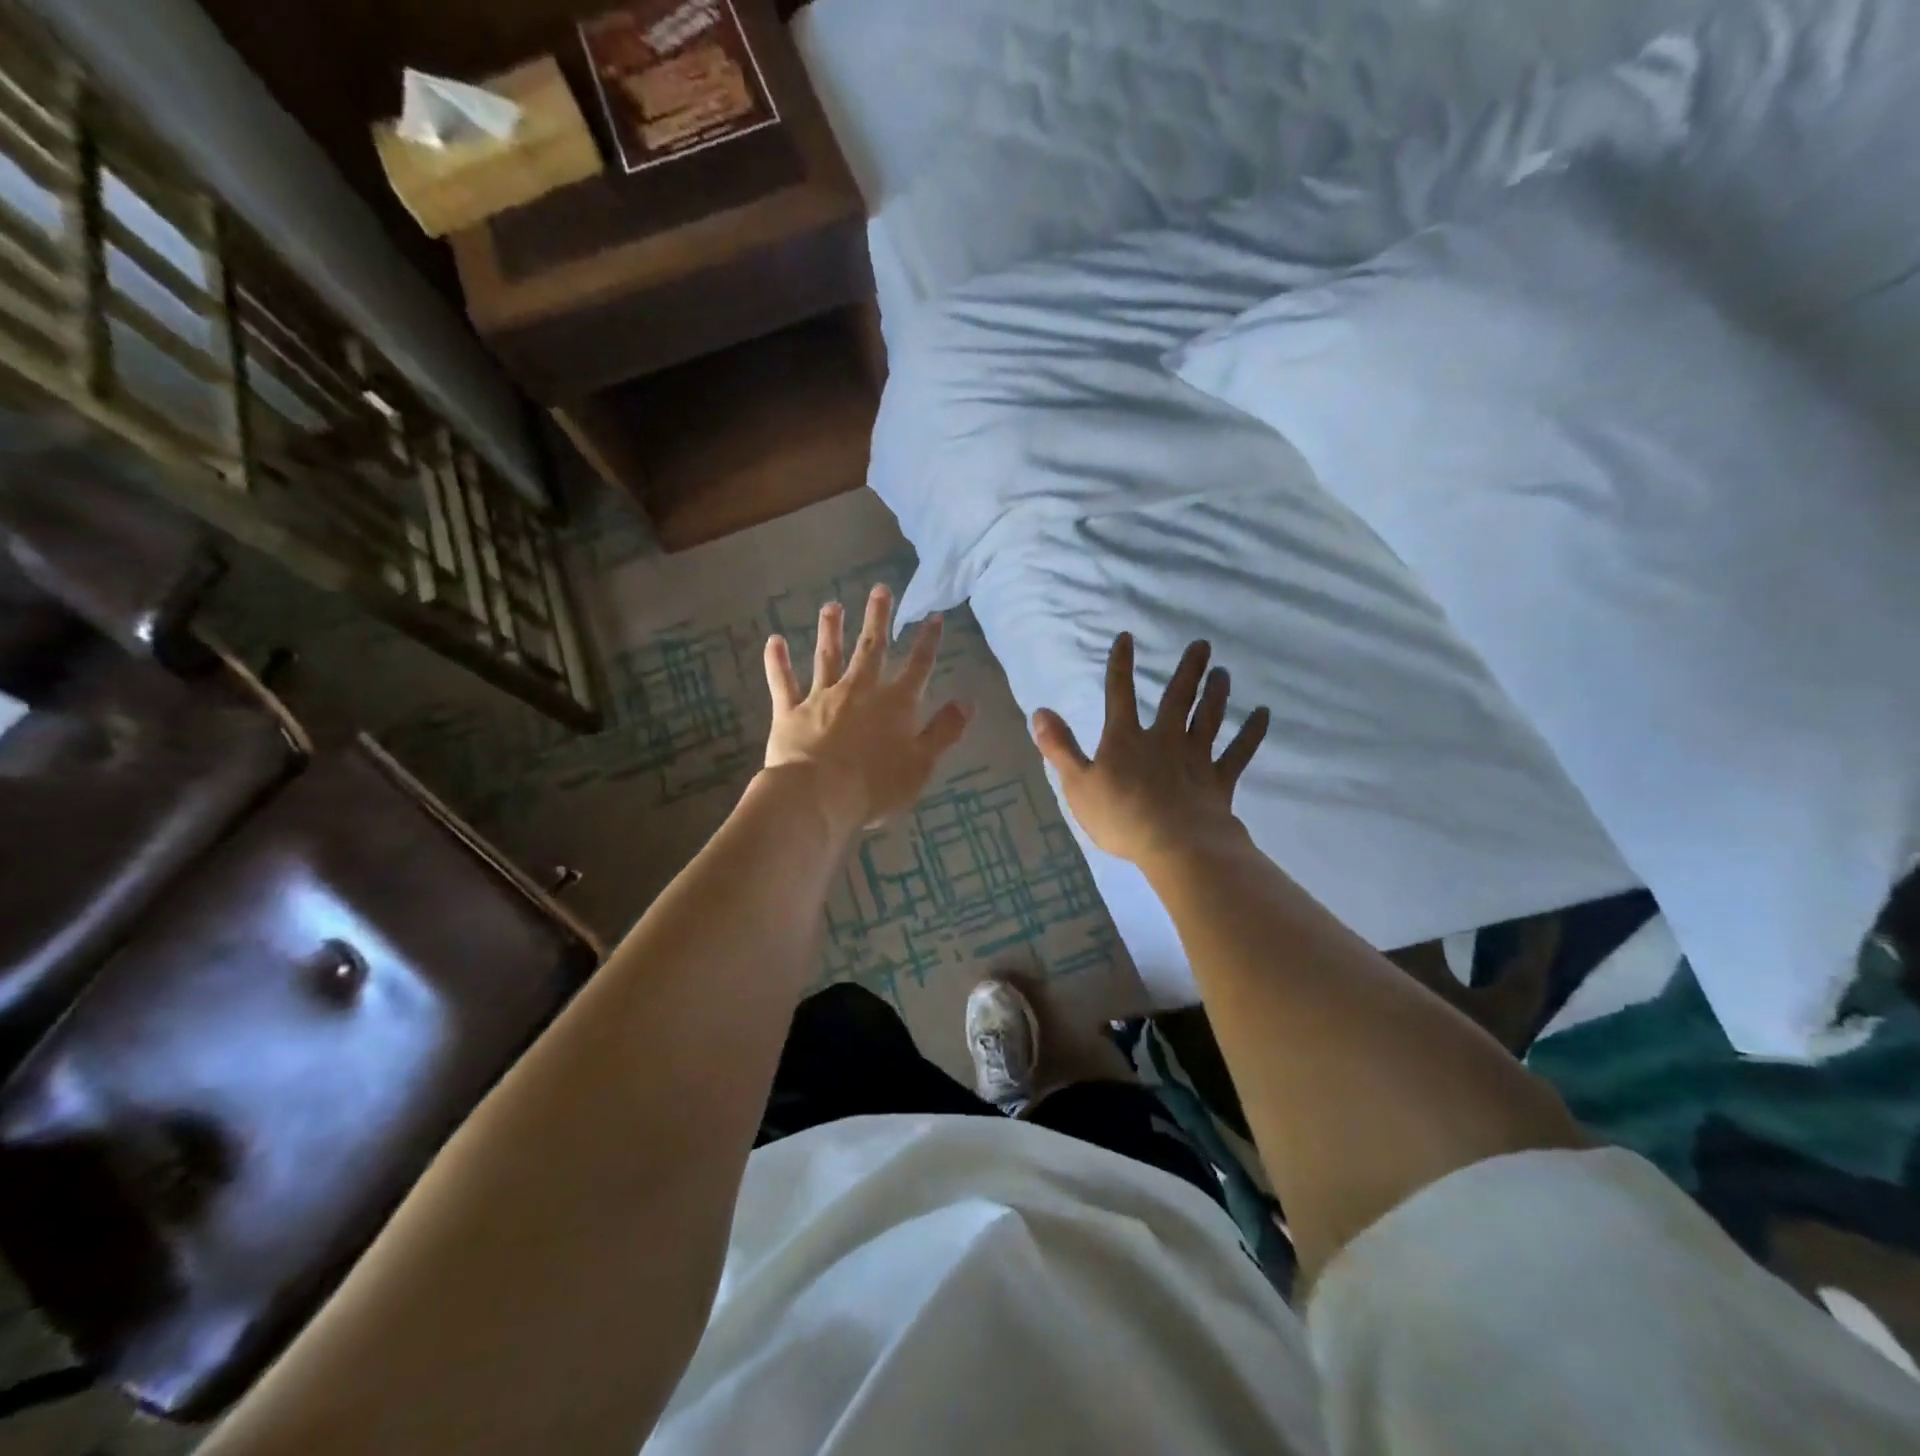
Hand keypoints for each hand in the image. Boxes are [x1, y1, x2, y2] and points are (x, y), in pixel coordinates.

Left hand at [763, 584, 972, 835]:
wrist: (817, 796)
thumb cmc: (875, 786)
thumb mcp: (921, 764)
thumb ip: (944, 732)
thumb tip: (968, 703)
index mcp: (895, 704)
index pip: (917, 666)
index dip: (927, 641)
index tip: (933, 616)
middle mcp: (860, 690)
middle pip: (871, 648)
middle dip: (877, 618)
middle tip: (879, 589)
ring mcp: (822, 697)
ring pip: (828, 656)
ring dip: (830, 630)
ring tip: (831, 606)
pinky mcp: (791, 711)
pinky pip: (783, 682)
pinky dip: (777, 662)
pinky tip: (774, 641)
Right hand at [1031, 634, 1269, 866]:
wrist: (1176, 845)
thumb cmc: (1121, 816)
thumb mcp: (1077, 784)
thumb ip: (1059, 747)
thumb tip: (1040, 711)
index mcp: (1125, 739)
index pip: (1119, 694)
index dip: (1120, 665)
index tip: (1126, 638)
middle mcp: (1163, 739)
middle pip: (1176, 698)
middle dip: (1188, 670)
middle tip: (1203, 645)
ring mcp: (1195, 758)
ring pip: (1208, 718)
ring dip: (1216, 694)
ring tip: (1224, 673)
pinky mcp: (1218, 780)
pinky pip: (1238, 752)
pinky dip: (1251, 733)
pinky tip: (1263, 714)